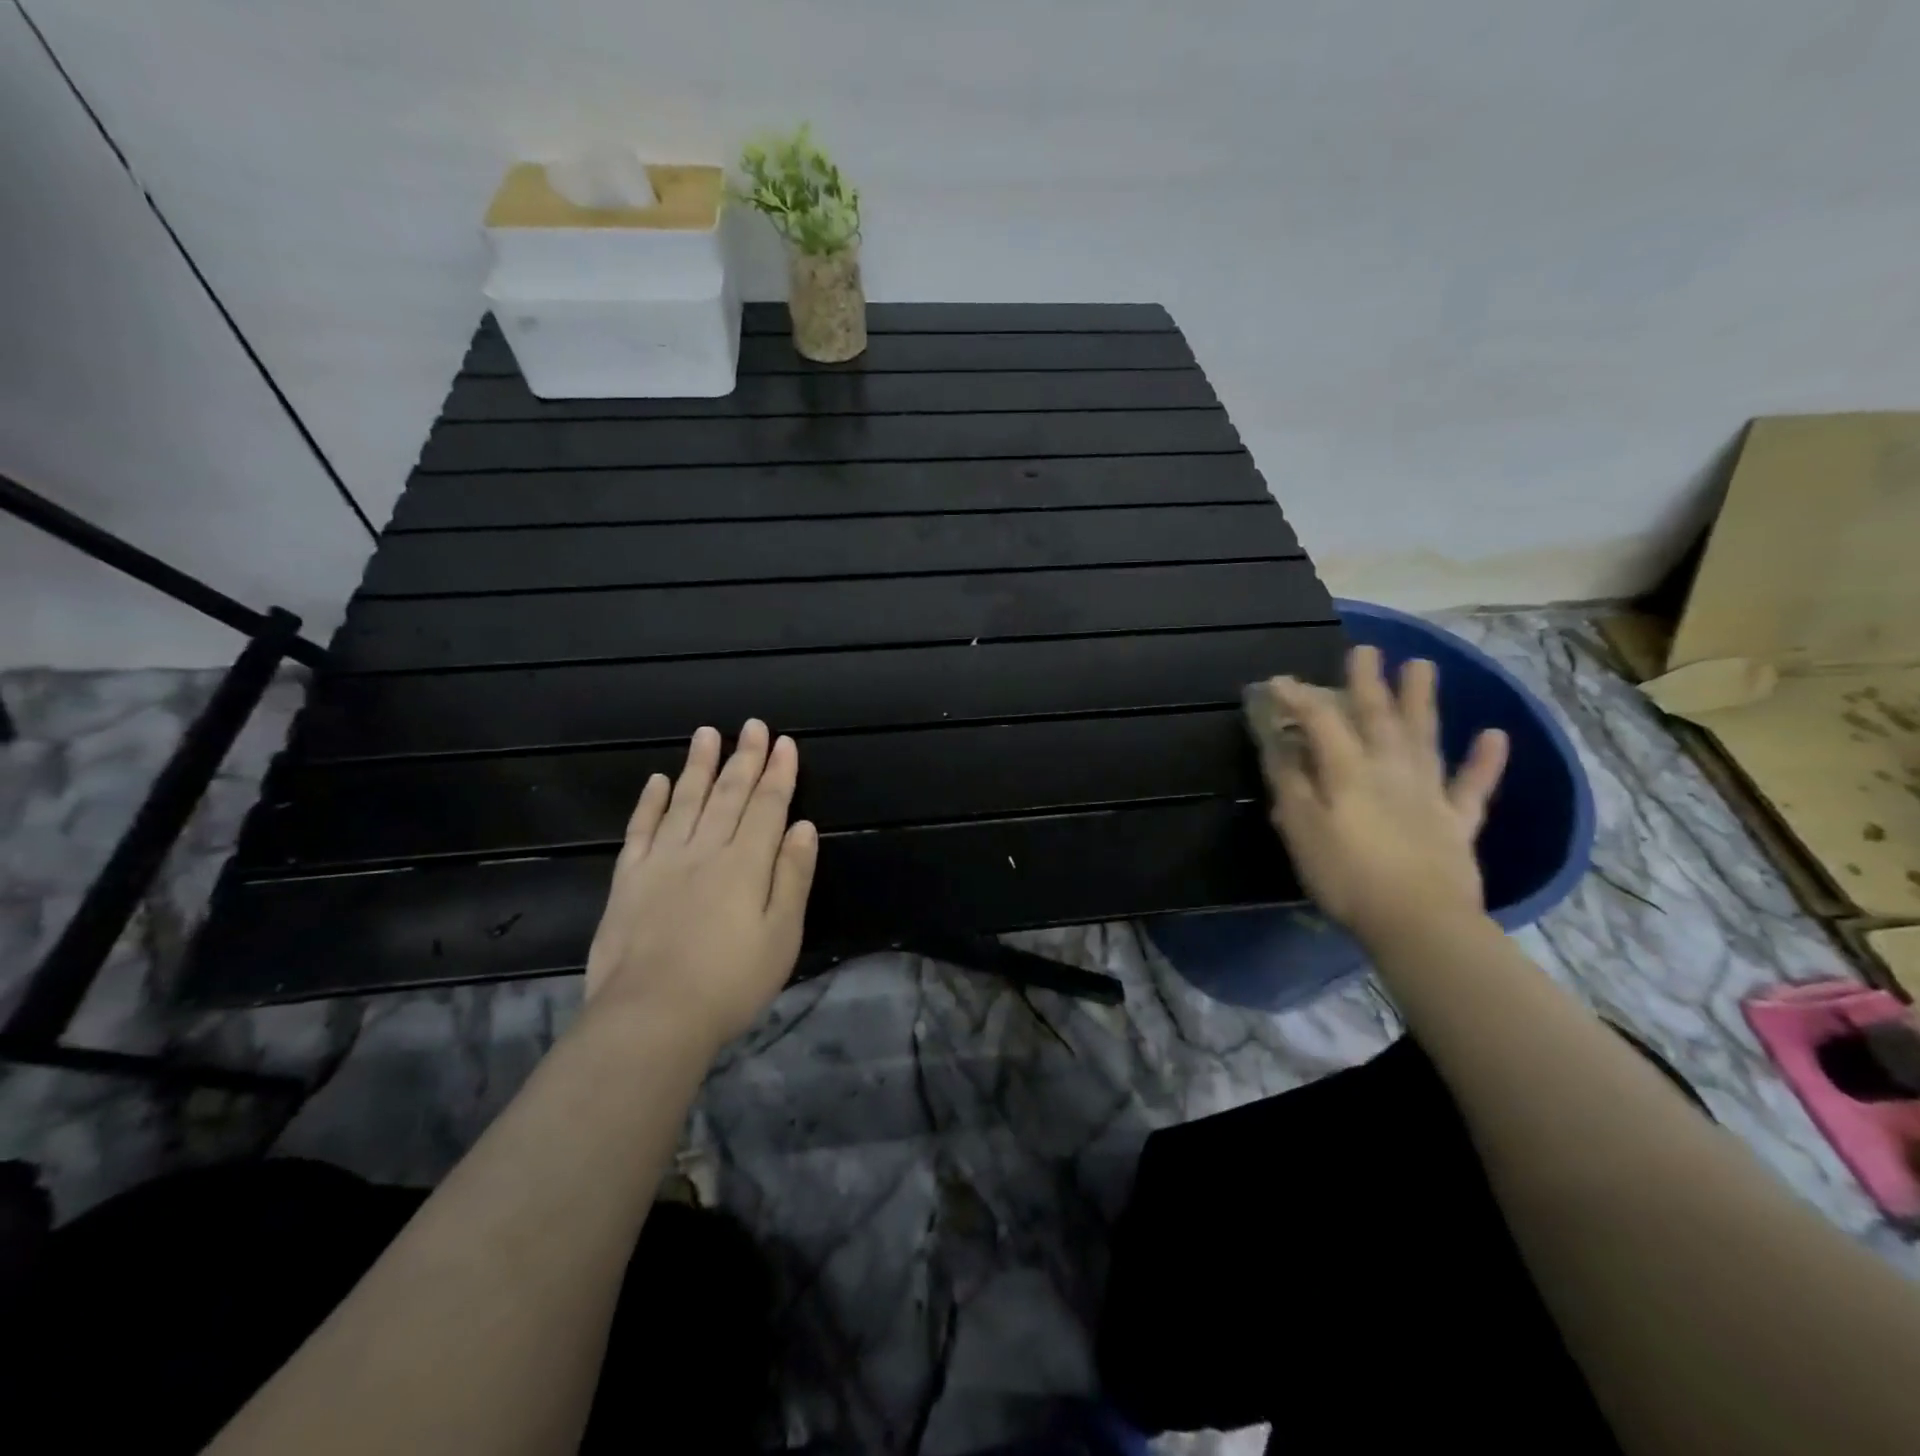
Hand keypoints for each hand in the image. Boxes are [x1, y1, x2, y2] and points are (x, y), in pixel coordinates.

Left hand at [584, 721, 817, 1049]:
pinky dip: (650, 802)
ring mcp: (662, 862)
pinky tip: (657, 780)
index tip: (784, 742)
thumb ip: (792, 877)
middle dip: (744, 758)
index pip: (767, 806)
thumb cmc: (730, 982)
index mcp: (746, 863)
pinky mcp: (628, 880)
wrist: (651, 1017)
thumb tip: (803, 827)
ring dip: (698, 767)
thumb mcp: (782, 935)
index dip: (778, 773)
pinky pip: (640, 830)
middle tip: (752, 726)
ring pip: (684, 801)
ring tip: (707, 734)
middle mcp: (705, 850)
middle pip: (729, 795)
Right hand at [1257, 645, 1508, 942]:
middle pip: (1378, 717)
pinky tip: (1495, 735)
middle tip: (1366, 649)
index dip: (1299, 697)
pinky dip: (1485, 761)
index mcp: (1349, 770)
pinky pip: (1472, 785)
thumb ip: (1289, 781)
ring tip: (1422, 666)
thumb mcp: (1301, 828)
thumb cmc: (1346, 875)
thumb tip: (1280, 742)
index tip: (1278, 682)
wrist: (1418, 922)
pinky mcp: (1457, 821)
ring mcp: (1429, 792)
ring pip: (1424, 736)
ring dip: (1422, 700)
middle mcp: (1391, 769)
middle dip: (1367, 682)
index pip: (1321, 720)